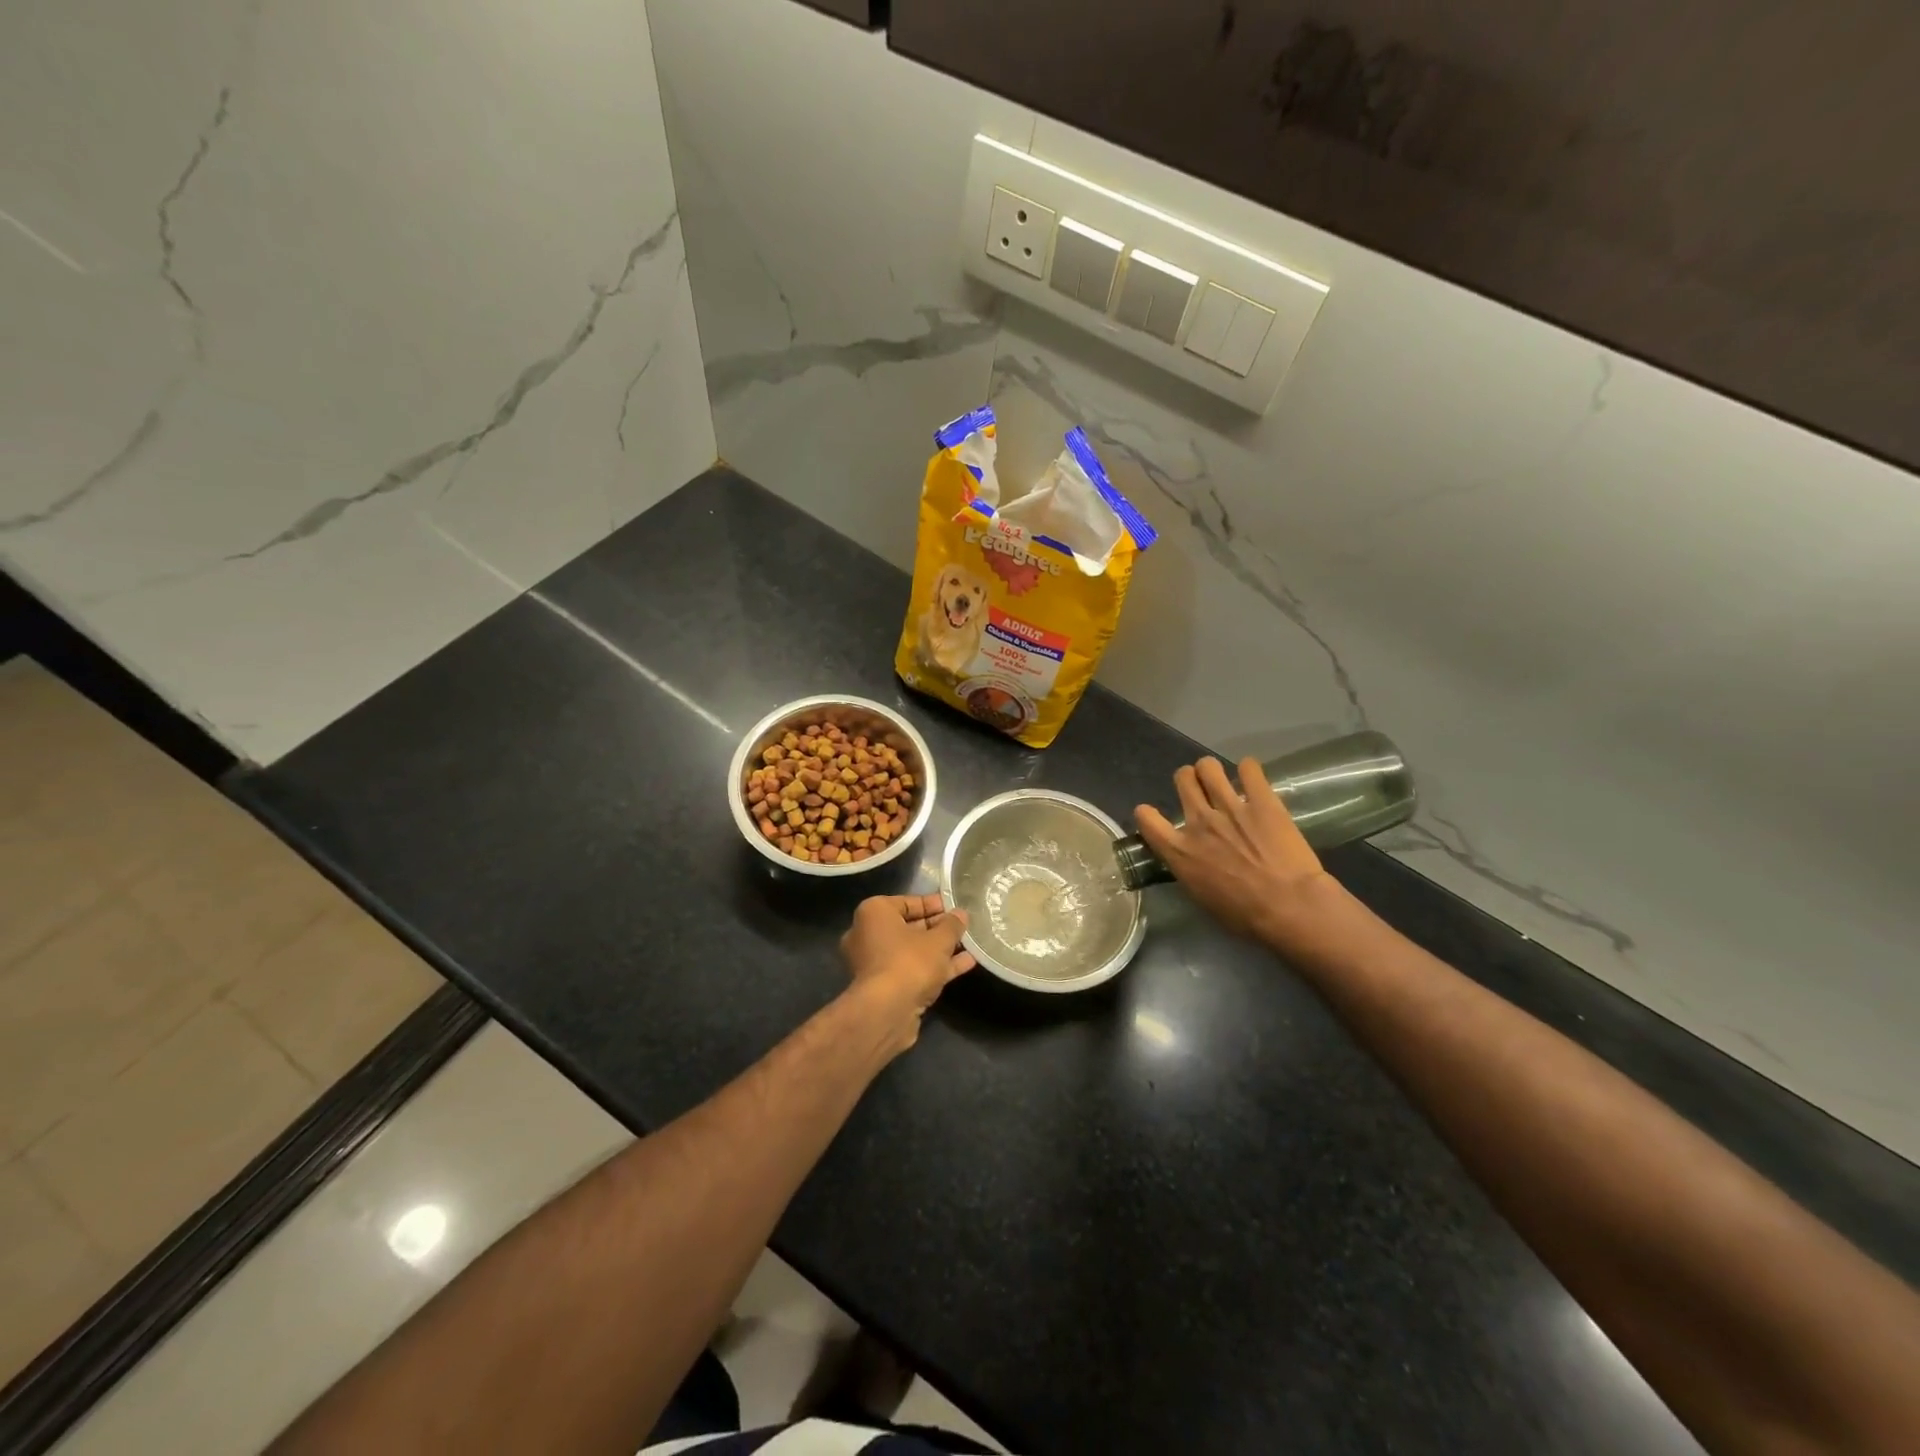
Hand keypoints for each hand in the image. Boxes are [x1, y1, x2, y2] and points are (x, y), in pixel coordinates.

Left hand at [838, 895, 974, 1054]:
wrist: (887, 1012)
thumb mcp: (939, 939)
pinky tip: (965, 964)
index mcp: (874, 913)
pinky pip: (913, 970)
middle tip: (962, 927)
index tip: (955, 907)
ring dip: (939, 949)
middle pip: (909, 927)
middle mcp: (868, 935)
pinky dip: (935, 967)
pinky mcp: (885, 988)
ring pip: (912, 951)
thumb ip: (952, 925)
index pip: (907, 902)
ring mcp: (875, 964)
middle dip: (937, 928)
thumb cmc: (910, 962)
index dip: (933, 904)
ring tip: (968, 944)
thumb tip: (961, 915)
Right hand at [1136, 757, 1341, 946]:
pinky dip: (1249, 769)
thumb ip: (1190, 870)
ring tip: (1222, 779)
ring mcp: (1230, 807)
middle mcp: (1199, 822)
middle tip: (1200, 790)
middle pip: (1182, 779)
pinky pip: (1250, 768)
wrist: (1288, 907)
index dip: (1147, 813)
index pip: (1146, 818)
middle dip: (1188, 779)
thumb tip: (1191, 862)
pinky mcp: (1263, 801)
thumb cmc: (1244, 916)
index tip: (1154, 815)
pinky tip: (1252, 777)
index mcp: (1179, 851)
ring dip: (1212, 770)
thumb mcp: (1201, 897)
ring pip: (1208, 766)